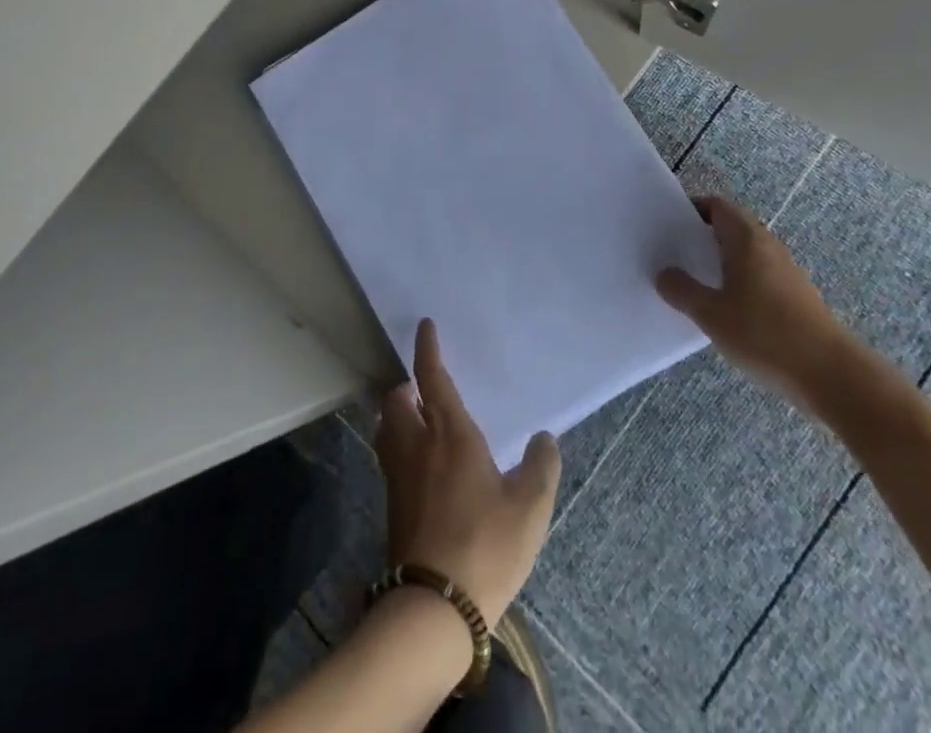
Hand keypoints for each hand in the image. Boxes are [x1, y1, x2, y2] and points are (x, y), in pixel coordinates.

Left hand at [375, 320, 560, 626]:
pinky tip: (420, 465)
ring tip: (417, 420)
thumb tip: (544, 437)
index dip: (427, 348)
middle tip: (422, 388)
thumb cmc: (486, 544)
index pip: (432, 376)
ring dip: (397, 415)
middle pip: (396, 400)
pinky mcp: (392, 504)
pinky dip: (399, 445)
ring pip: (387, 428)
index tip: (425, 325)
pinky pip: (390, 456)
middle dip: (405, 386)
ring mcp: (398, 475)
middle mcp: (416, 444)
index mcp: (449, 432)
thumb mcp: (530, 507)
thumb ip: (541, 466)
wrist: (436, 605)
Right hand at [655, 193, 859, 412]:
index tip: (669, 227)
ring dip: (721, 262)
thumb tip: (665, 274)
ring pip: (746, 254)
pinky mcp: (797, 298)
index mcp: (747, 239)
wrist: (833, 376)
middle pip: (732, 228)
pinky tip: (726, 311)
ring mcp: (787, 273)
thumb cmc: (765, 334)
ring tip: (695, 284)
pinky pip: (759, 277)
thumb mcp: (711, 314)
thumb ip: (682, 291)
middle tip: (674, 255)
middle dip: (703, 237)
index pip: (717, 206)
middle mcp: (769, 246)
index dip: (692, 210)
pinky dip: (739, 283)